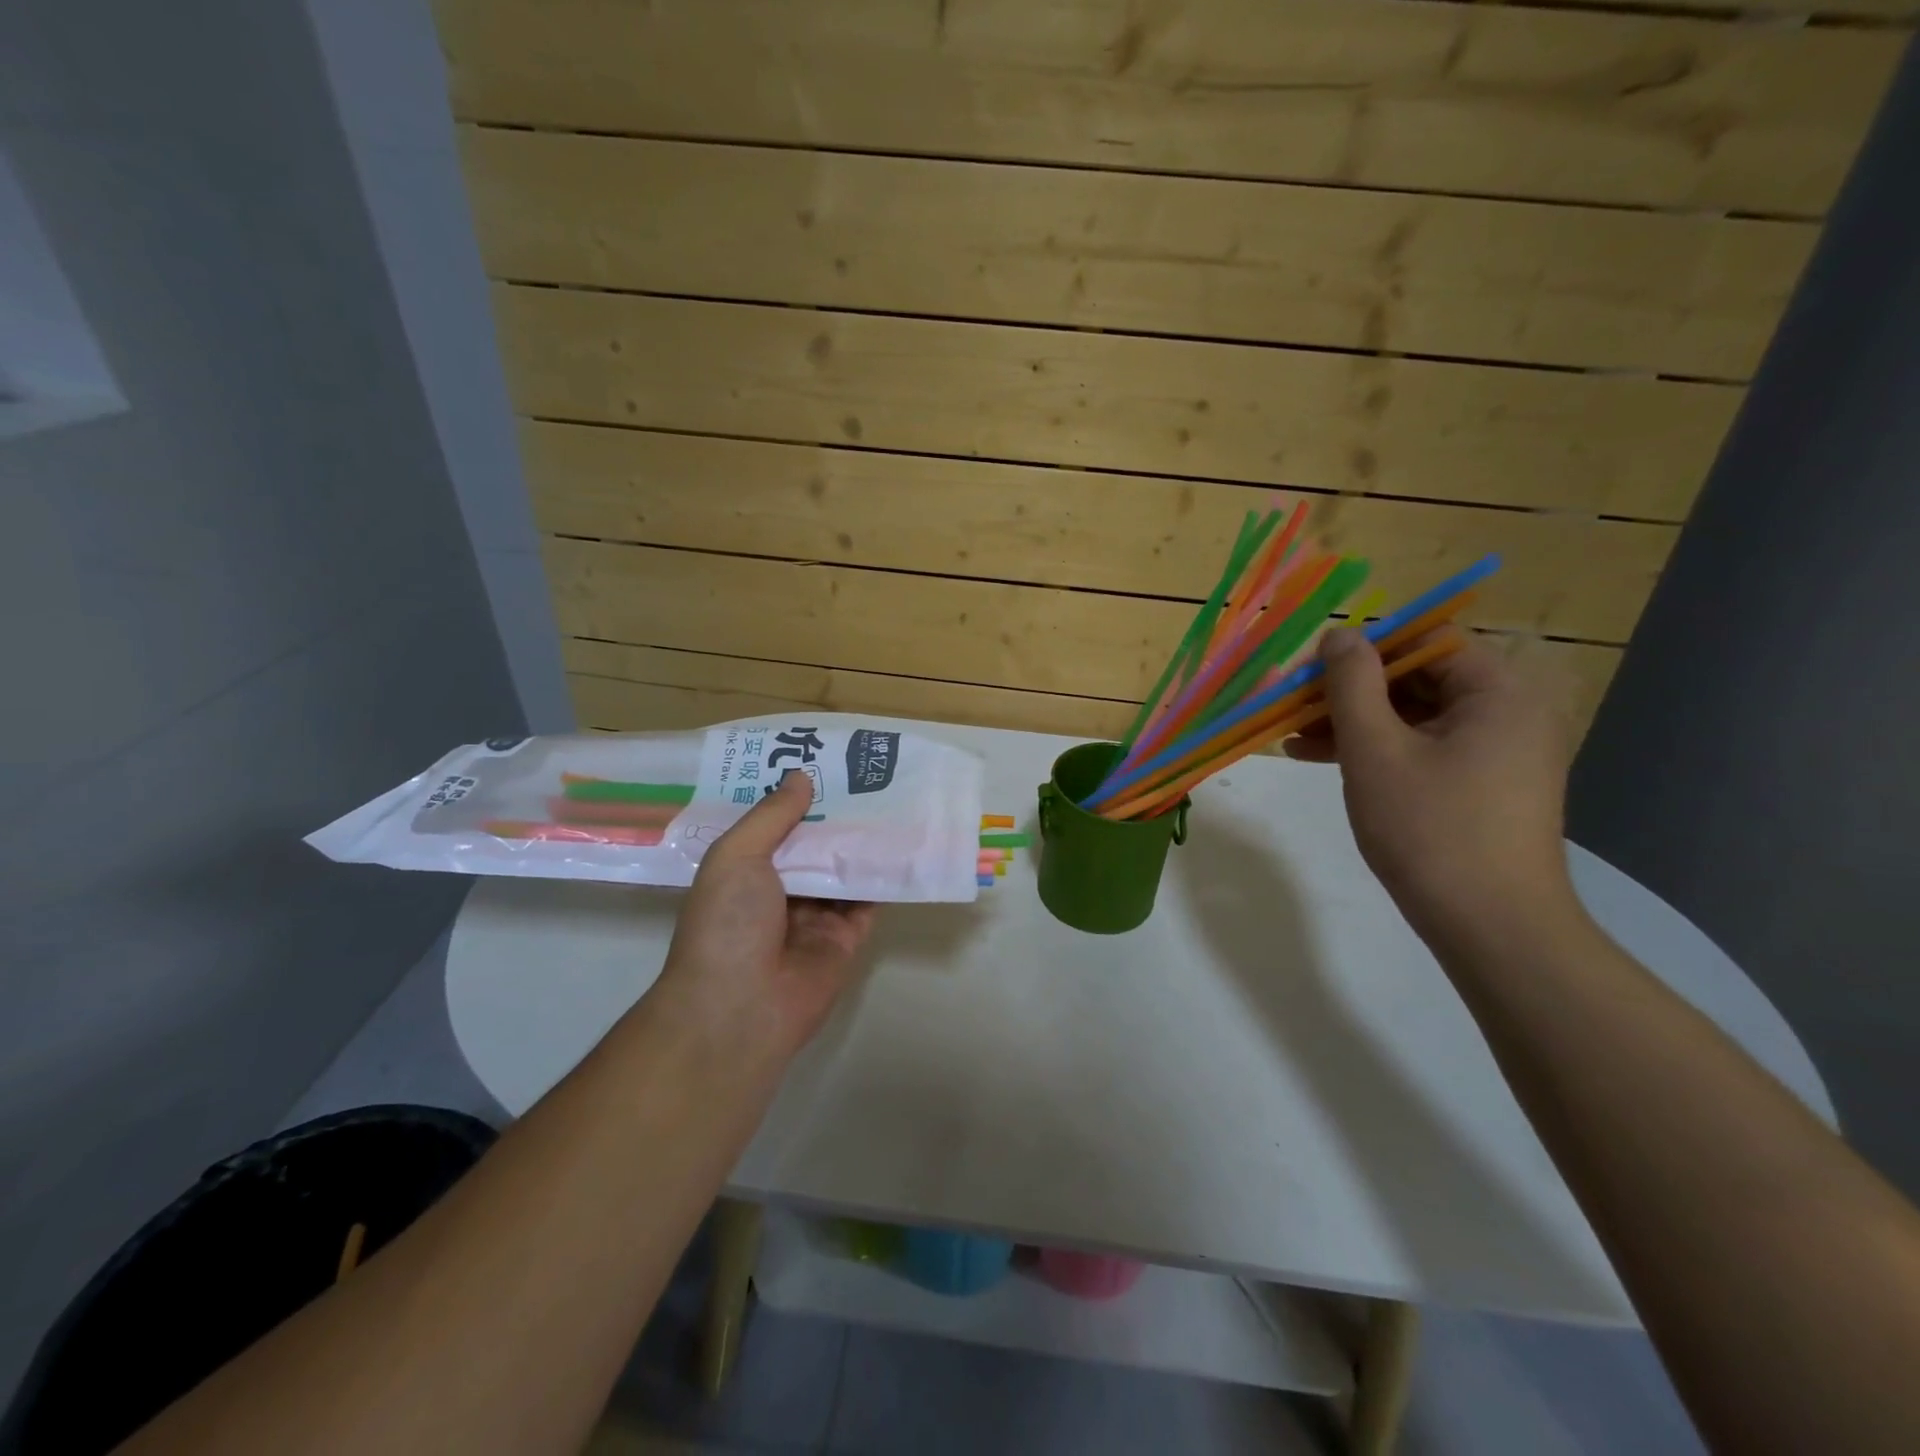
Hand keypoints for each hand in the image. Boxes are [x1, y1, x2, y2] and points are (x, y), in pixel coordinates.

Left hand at [656, 771, 875, 1056]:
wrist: (740, 1008)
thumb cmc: (727, 924)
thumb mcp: (737, 856)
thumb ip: (772, 816)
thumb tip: (801, 777)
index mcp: (744, 871)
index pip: (775, 826)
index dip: (796, 797)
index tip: (823, 762)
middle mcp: (779, 891)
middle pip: (814, 845)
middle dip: (836, 814)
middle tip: (868, 773)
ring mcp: (814, 916)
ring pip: (844, 869)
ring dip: (864, 841)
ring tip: (894, 798)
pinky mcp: (845, 939)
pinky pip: (869, 900)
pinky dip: (884, 876)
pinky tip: (904, 843)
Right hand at [1285, 628, 1574, 940]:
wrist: (1492, 926)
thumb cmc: (1430, 828)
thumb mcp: (1375, 750)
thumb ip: (1352, 684)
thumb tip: (1339, 633)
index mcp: (1497, 692)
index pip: (1424, 641)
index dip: (1363, 649)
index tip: (1310, 670)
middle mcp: (1508, 712)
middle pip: (1416, 679)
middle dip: (1349, 692)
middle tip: (1292, 707)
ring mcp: (1498, 751)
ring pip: (1413, 717)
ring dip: (1354, 723)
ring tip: (1292, 740)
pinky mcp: (1483, 785)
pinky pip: (1423, 749)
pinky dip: (1377, 751)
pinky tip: (1323, 762)